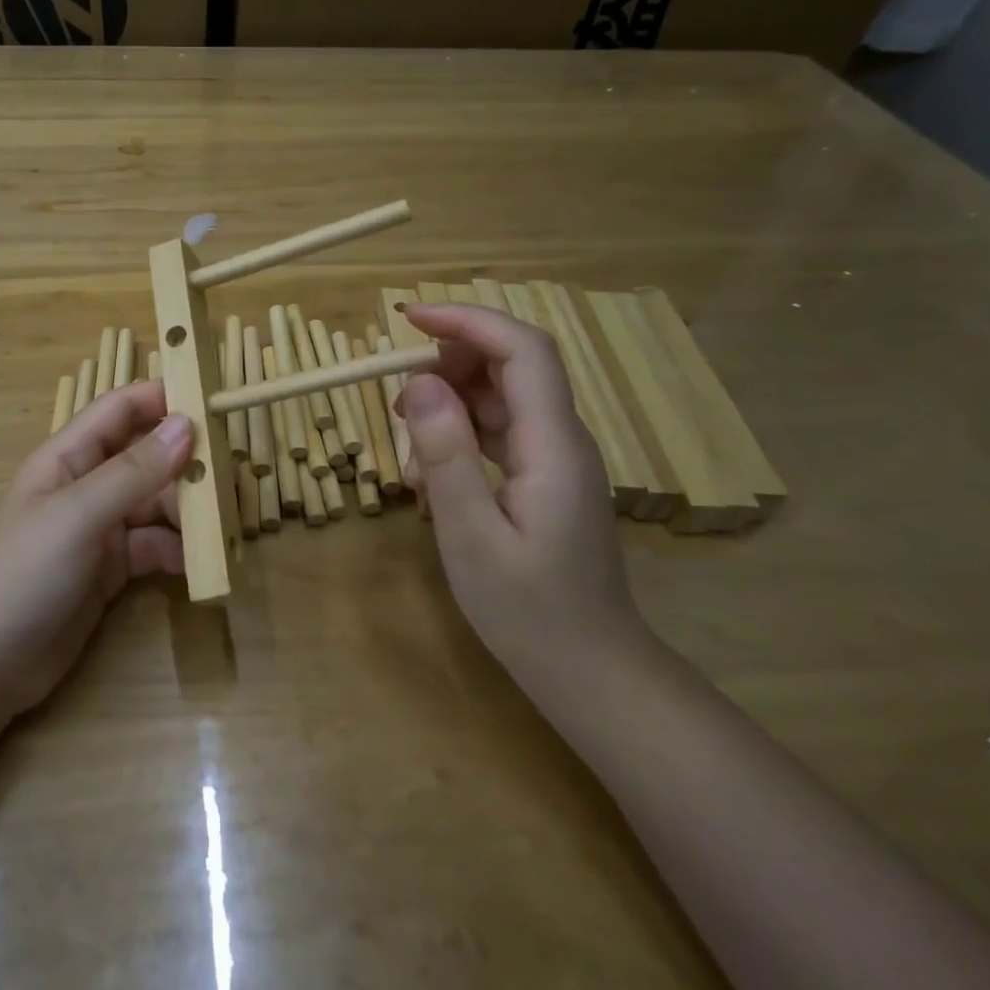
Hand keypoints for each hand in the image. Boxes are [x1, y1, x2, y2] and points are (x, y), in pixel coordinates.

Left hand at [0, 381, 192, 720]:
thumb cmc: (24, 572)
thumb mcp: (80, 514)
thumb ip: (135, 470)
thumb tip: (187, 423)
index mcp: (70, 456)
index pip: (121, 409)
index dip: (164, 398)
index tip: (216, 401)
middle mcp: (88, 485)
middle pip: (147, 457)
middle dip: (188, 463)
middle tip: (233, 474)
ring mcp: (100, 528)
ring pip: (157, 503)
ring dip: (190, 510)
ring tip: (226, 522)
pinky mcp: (112, 569)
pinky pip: (155, 546)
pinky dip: (179, 550)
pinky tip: (202, 561)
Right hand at [397, 303, 641, 676]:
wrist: (590, 671)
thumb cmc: (528, 611)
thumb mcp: (471, 535)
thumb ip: (445, 455)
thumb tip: (417, 382)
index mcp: (553, 445)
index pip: (522, 350)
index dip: (468, 321)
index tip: (408, 318)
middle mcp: (561, 439)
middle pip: (513, 364)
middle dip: (451, 360)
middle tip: (398, 397)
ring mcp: (554, 459)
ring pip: (501, 397)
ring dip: (449, 402)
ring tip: (407, 447)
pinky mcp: (543, 479)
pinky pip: (499, 432)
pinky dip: (459, 435)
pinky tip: (428, 476)